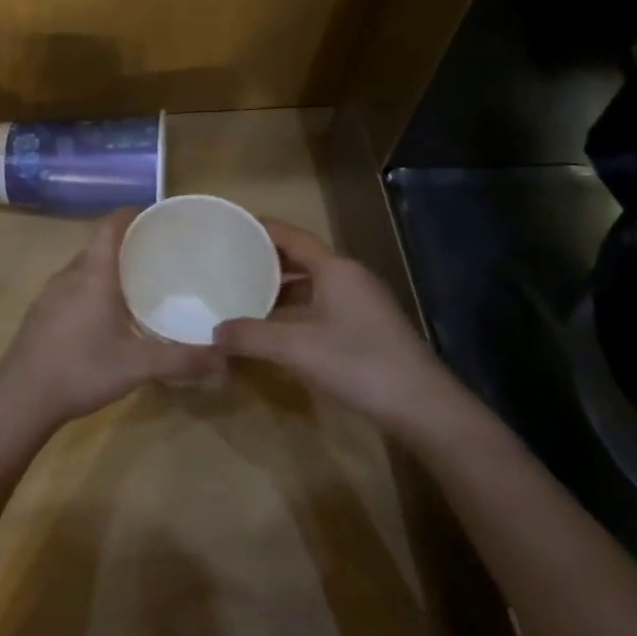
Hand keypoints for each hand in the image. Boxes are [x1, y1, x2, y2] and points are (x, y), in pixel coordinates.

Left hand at [0, 209, 225, 434]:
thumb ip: (182, 360)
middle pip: (99, 246)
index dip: (132, 214)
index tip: (157, 218)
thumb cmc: (81, 370)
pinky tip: (106, 317)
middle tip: (160, 257)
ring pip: (84, 268)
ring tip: (139, 285)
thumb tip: (225, 357)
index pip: (110, 225)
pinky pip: (72, 287)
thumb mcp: (138, 366)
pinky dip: (92, 289)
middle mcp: (69, 275)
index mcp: (93, 274)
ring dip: (109, 269)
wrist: (21, 398)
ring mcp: (49, 294)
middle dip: (128, 245)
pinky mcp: (40, 313)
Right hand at [212, 220, 452, 432]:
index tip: (230, 229)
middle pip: (301, 260)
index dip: (261, 230)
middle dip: (265, 262)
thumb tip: (214, 333)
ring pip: (312, 287)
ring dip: (280, 291)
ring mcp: (361, 304)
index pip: (292, 236)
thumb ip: (250, 336)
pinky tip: (275, 331)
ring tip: (244, 298)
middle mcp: (349, 278)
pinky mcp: (366, 329)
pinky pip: (322, 308)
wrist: (422, 406)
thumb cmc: (357, 362)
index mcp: (335, 269)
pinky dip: (295, 312)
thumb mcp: (295, 348)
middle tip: (228, 267)